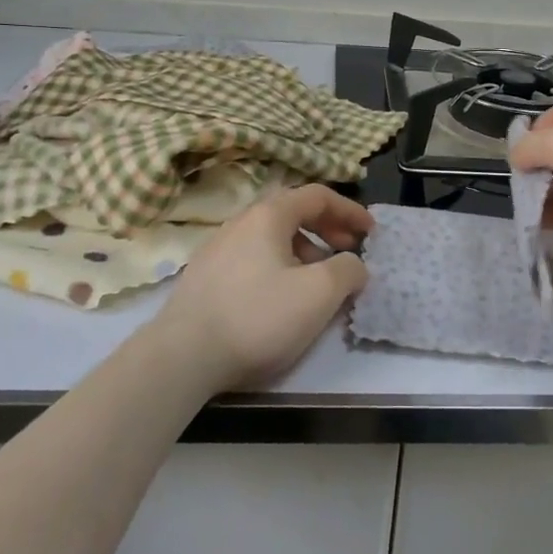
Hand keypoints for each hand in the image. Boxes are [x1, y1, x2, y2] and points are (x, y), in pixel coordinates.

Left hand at [155, 184, 371, 389]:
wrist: (181, 357)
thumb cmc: (257, 316)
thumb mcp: (318, 293)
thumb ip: (347, 270)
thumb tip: (354, 265)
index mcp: (268, 216)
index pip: (317, 195)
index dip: (349, 210)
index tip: (371, 232)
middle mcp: (241, 222)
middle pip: (293, 213)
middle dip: (328, 230)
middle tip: (349, 253)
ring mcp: (218, 249)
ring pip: (272, 238)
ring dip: (305, 251)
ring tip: (318, 283)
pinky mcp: (204, 277)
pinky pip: (253, 259)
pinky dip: (279, 267)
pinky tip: (281, 300)